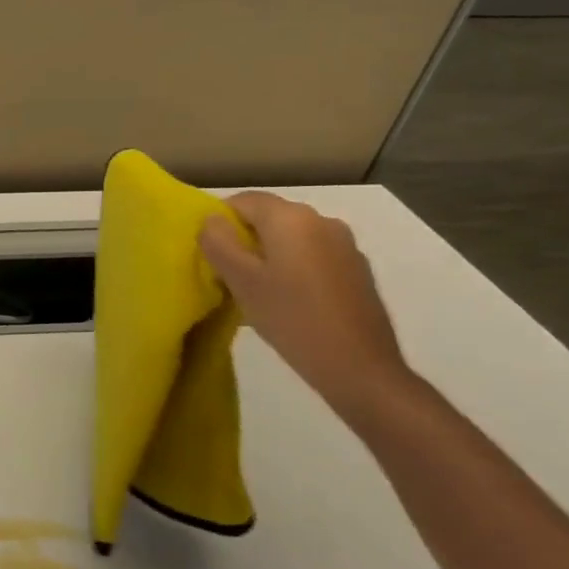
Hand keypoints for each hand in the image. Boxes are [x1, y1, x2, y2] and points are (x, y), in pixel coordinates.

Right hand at [198, 191, 413, 417]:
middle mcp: (322, 221)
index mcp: (291, 218)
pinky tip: (287, 300)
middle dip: (244, 238)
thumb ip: (218, 242)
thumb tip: (212, 220)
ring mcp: (344, 245)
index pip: (242, 200)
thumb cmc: (291, 317)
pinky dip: (292, 268)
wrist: (359, 367)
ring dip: (268, 254)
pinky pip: (312, 256)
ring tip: (256, 290)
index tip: (210, 254)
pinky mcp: (356, 270)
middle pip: (268, 217)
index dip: (219, 222)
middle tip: (227, 273)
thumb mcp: (240, 280)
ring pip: (290, 238)